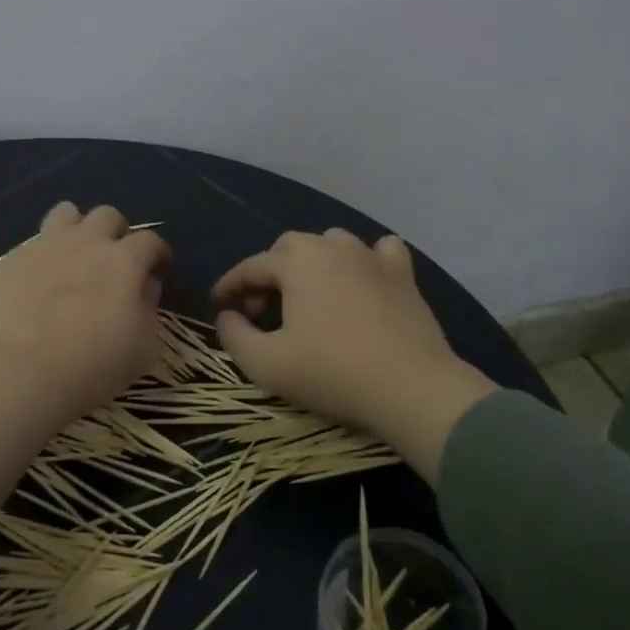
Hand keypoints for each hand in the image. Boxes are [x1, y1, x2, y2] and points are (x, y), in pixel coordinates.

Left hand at [0, 202, 169, 424]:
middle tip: (114, 259)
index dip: (157, 252)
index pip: (149, 241)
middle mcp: (87, 242)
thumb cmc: (94, 364)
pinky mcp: (12, 260)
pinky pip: (32, 245)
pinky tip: (38, 283)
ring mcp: (46, 246)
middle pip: (108, 216)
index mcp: (124, 260)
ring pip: (66, 213)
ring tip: (74, 255)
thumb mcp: (144, 347)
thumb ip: (149, 310)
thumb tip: (145, 287)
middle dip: (116, 232)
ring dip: (76, 229)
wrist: (21, 370)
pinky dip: (42, 257)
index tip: (158, 266)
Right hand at [212, 230, 493, 482]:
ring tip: (308, 295)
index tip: (218, 305)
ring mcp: (371, 257)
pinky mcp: (403, 275)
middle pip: (289, 246)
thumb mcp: (266, 364)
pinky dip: (365, 260)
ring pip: (332, 243)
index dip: (229, 285)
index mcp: (296, 263)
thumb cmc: (332, 372)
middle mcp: (332, 247)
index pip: (251, 266)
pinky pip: (380, 251)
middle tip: (263, 309)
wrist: (411, 386)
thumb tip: (227, 315)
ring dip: (312, 262)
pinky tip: (362, 279)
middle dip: (269, 272)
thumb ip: (234, 335)